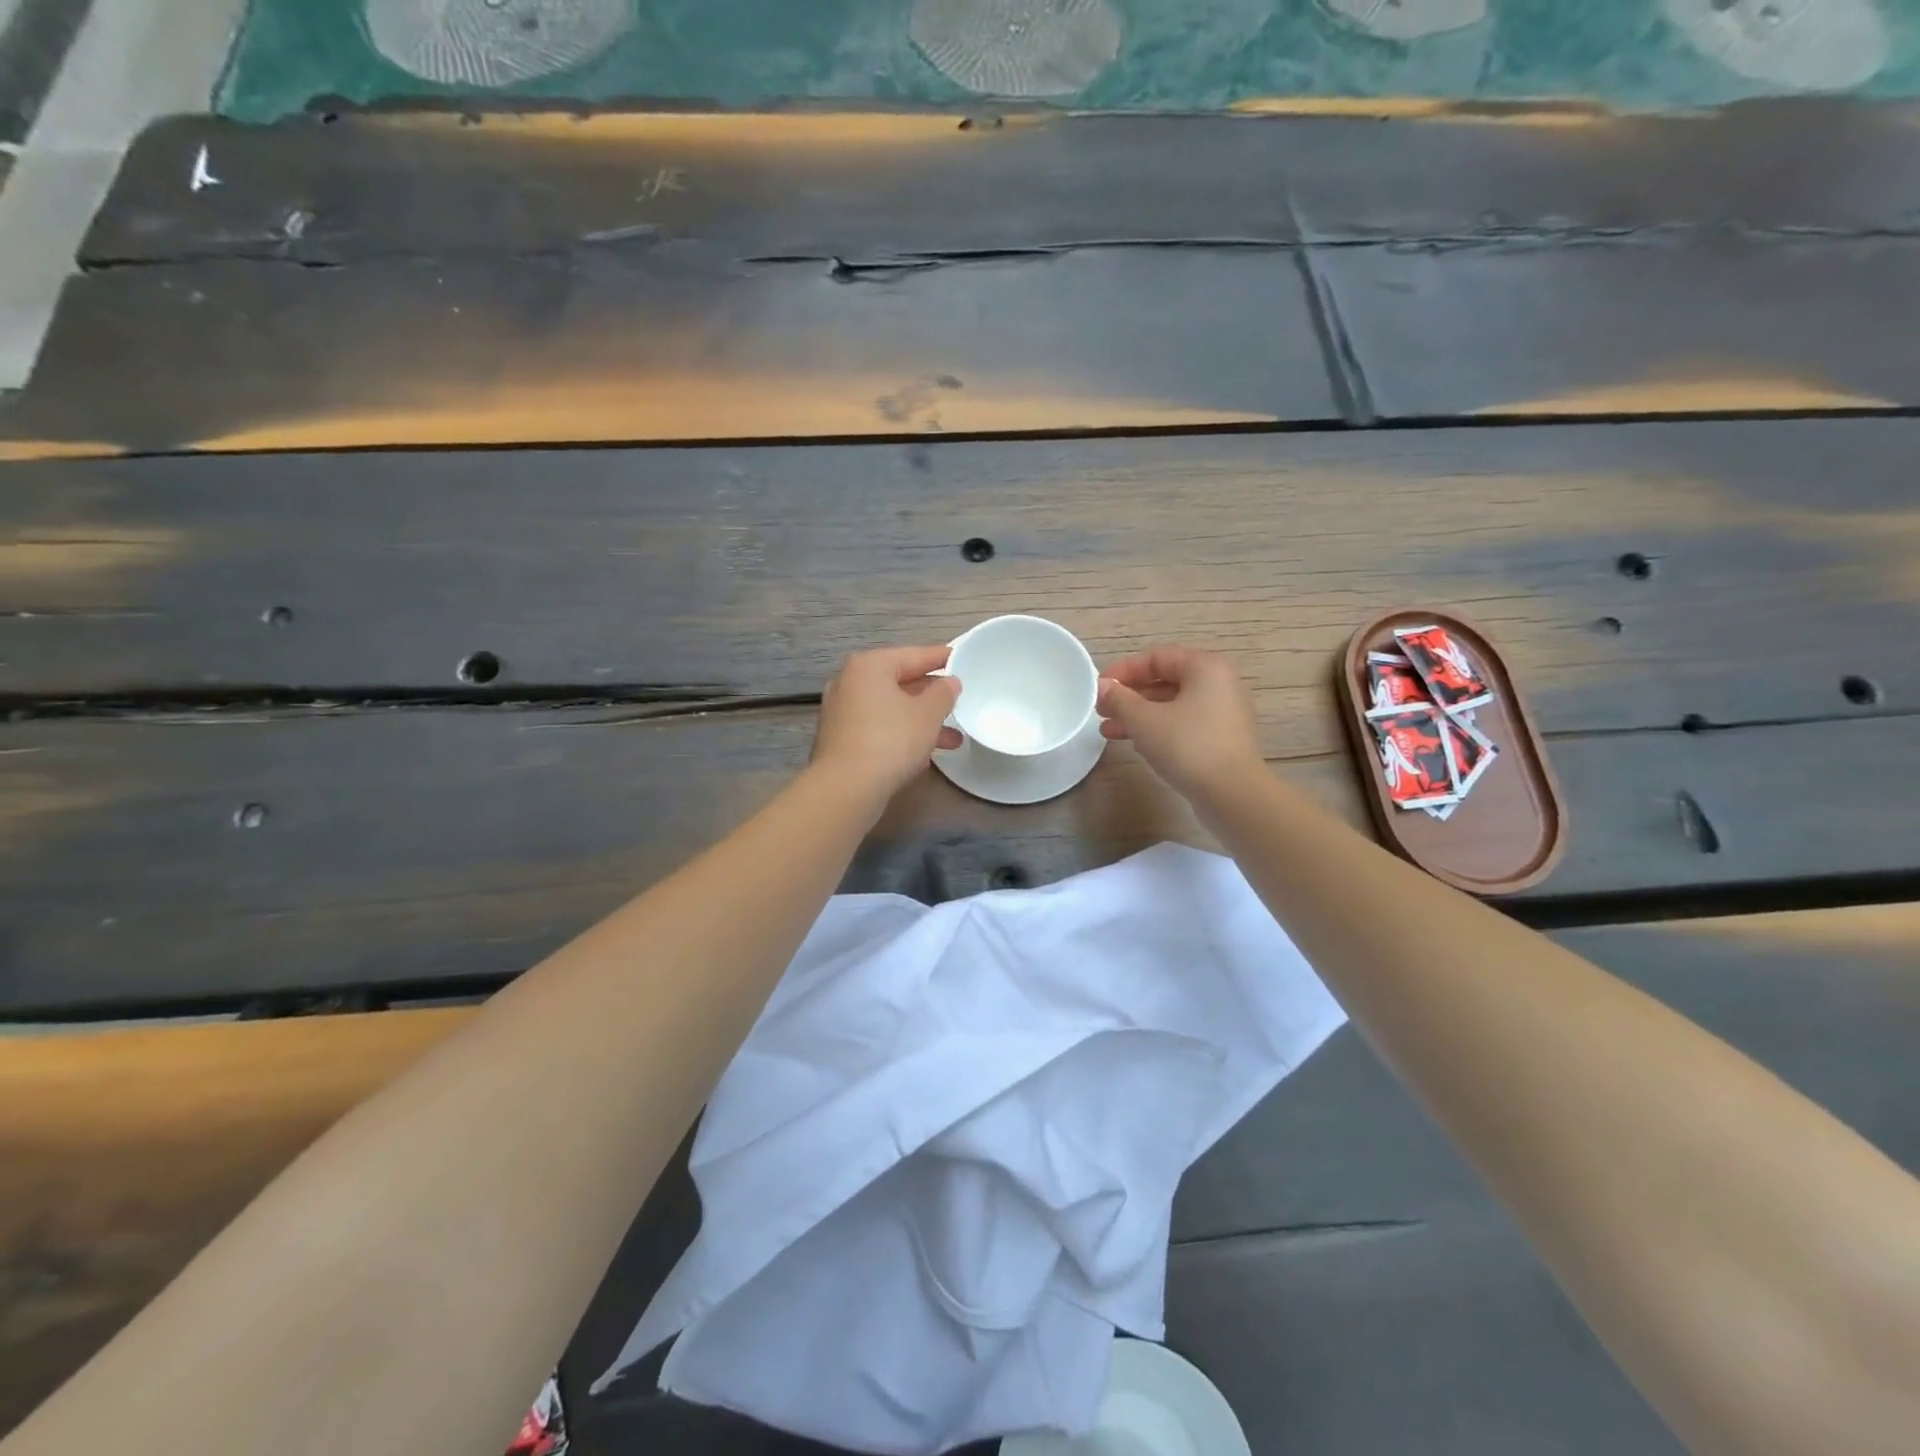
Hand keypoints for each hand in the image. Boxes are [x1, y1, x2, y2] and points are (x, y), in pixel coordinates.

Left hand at [811, 645, 963, 807]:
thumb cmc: (891, 740)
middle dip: (932, 697)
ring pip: (890, 709)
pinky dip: (900, 734)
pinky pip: (878, 727)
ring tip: (953, 739)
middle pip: (899, 682)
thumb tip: (949, 683)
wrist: (846, 787)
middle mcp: (850, 682)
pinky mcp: (839, 739)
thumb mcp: (928, 714)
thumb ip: (943, 694)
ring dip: (920, 721)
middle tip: (958, 702)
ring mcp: (841, 711)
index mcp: (869, 666)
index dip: (941, 658)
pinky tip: (924, 753)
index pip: (913, 655)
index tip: (962, 659)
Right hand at [1097, 646, 1264, 803]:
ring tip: (1109, 732)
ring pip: (1172, 705)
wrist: (1232, 794)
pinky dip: (1158, 729)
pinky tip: (1136, 745)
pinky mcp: (1222, 738)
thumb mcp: (1144, 720)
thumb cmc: (1187, 746)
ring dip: (1139, 716)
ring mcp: (1223, 712)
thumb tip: (1103, 687)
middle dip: (1129, 696)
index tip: (1099, 688)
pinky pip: (1184, 724)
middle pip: (1165, 680)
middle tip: (1101, 711)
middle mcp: (1219, 683)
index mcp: (1204, 667)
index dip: (1123, 670)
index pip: (1156, 657)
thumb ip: (1120, 699)